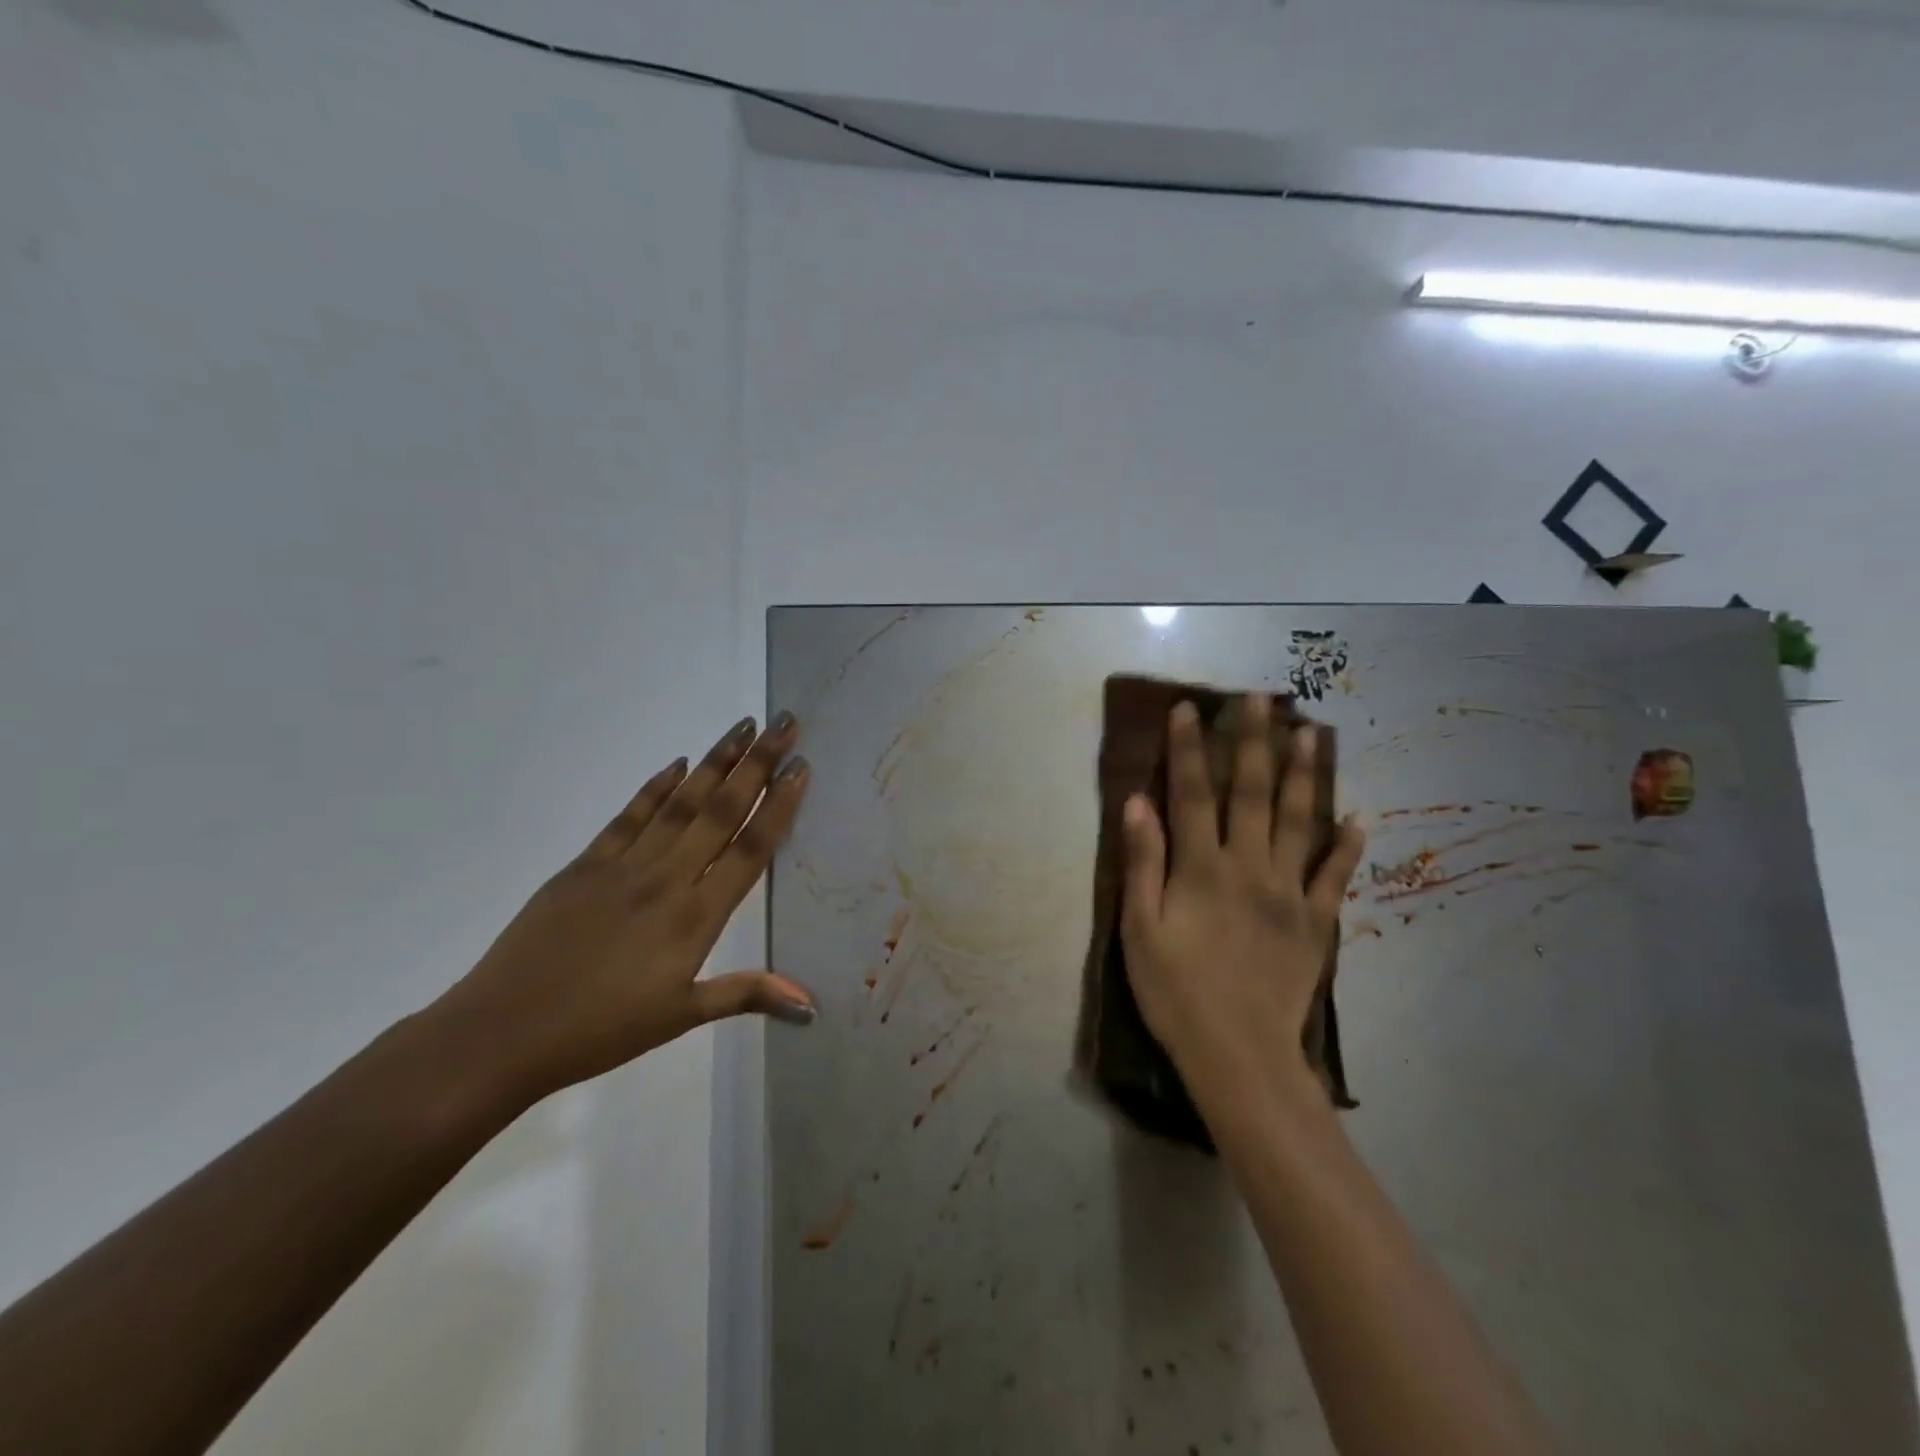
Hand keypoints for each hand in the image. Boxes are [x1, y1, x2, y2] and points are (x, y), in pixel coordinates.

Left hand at [424, 712, 817, 1105]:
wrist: (502, 1033)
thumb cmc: (601, 1031)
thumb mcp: (681, 1016)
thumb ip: (748, 994)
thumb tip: (812, 1004)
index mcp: (695, 916)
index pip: (749, 849)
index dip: (779, 805)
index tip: (800, 766)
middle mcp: (666, 878)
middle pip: (720, 811)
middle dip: (757, 763)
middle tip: (783, 722)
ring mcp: (623, 866)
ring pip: (680, 803)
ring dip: (715, 762)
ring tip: (742, 727)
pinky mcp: (585, 864)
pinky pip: (630, 816)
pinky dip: (656, 787)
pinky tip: (678, 763)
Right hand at [1119, 694, 1365, 1116]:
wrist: (1239, 1055)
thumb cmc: (1176, 992)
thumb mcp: (1140, 930)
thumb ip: (1142, 863)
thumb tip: (1138, 802)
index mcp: (1201, 868)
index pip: (1193, 793)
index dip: (1189, 748)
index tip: (1189, 708)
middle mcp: (1249, 867)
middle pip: (1253, 793)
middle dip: (1254, 741)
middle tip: (1261, 698)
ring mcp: (1290, 892)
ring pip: (1301, 821)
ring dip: (1306, 774)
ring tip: (1312, 732)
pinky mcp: (1317, 922)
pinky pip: (1336, 875)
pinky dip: (1348, 844)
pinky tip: (1358, 816)